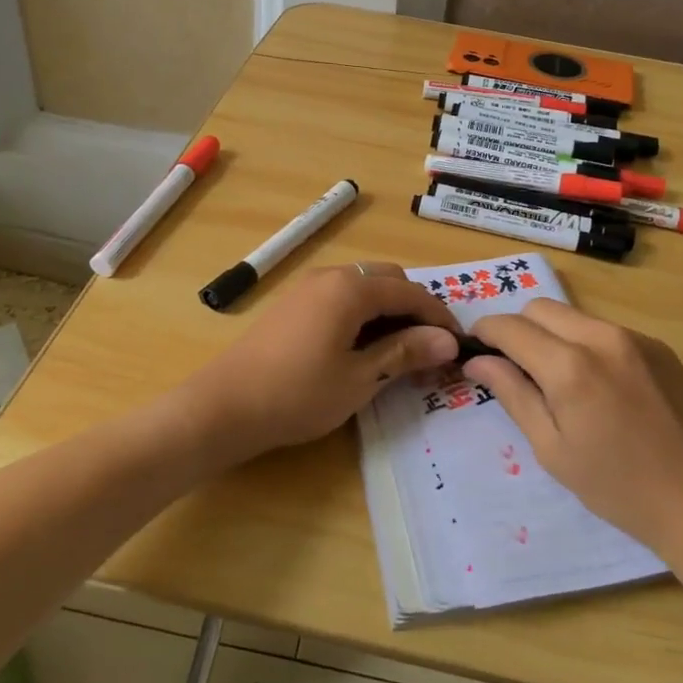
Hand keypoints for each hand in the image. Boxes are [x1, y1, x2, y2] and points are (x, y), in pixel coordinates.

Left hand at [189, 264, 460, 460]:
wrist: (224, 406)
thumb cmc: (298, 394)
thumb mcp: (360, 378)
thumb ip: (405, 353)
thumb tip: (449, 341)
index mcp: (351, 288)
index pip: (410, 292)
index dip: (439, 316)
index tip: (458, 344)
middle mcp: (331, 275)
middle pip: (388, 280)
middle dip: (414, 308)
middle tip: (429, 347)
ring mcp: (308, 287)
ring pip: (364, 286)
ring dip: (388, 310)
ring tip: (400, 350)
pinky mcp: (293, 303)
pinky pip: (341, 296)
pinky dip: (363, 313)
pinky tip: (363, 346)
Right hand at [467, 300, 682, 558]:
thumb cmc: (617, 487)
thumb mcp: (552, 449)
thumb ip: (513, 395)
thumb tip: (478, 361)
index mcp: (570, 366)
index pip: (511, 327)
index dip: (486, 332)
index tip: (476, 348)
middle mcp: (602, 337)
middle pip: (541, 308)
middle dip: (518, 328)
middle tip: (515, 366)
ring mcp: (636, 338)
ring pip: (575, 316)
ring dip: (554, 335)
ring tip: (559, 378)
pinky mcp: (660, 347)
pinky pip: (608, 330)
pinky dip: (588, 344)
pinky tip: (600, 385)